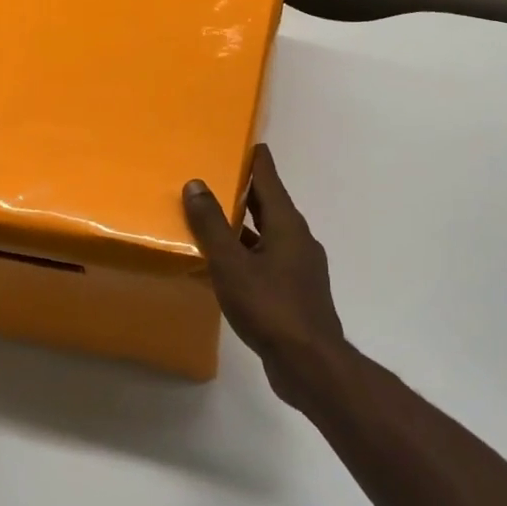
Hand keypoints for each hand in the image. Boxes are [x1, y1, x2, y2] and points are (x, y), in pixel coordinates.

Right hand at [184, 145, 345, 405]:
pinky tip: (227, 266)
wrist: (310, 364)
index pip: (269, 178)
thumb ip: (212, 224)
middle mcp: (298, 239)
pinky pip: (268, 260)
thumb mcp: (231, 263)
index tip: (242, 142)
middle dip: (245, 191)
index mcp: (287, 224)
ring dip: (245, 225)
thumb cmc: (269, 306)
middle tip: (216, 176)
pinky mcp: (296, 292)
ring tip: (214, 219)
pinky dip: (248, 253)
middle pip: (270, 205)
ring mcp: (300, 267)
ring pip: (268, 234)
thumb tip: (196, 184)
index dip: (255, 159)